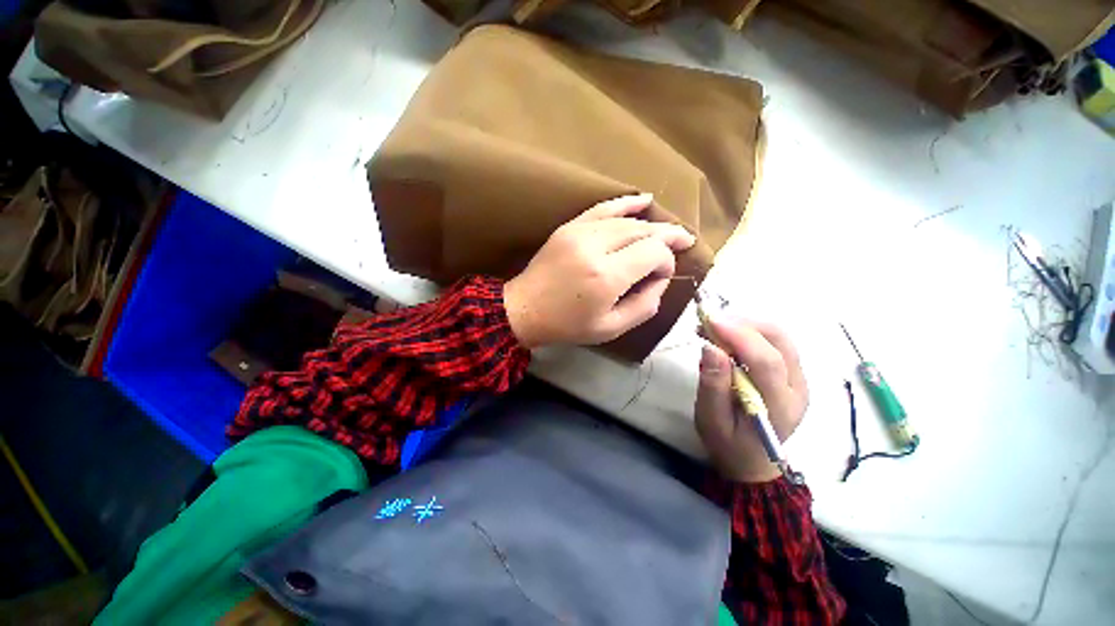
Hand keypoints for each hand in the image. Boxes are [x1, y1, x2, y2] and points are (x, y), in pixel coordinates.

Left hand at [504, 193, 695, 348]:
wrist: (524, 309)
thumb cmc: (567, 325)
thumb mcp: (611, 328)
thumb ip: (644, 306)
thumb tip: (660, 280)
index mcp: (607, 277)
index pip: (653, 253)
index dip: (666, 262)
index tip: (662, 276)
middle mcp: (595, 247)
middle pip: (643, 232)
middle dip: (666, 238)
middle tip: (684, 242)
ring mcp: (580, 232)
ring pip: (627, 220)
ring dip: (651, 225)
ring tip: (670, 231)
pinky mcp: (569, 227)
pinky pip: (603, 208)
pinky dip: (626, 203)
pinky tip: (644, 200)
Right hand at [694, 318, 807, 482]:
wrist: (753, 461)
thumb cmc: (728, 443)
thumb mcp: (711, 420)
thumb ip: (713, 385)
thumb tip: (710, 347)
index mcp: (779, 406)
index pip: (767, 362)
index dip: (739, 336)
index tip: (710, 320)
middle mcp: (797, 388)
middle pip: (780, 341)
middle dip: (743, 324)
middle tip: (709, 322)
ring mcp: (799, 380)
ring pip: (780, 337)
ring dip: (746, 325)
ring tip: (715, 328)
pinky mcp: (792, 374)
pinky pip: (775, 342)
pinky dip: (750, 332)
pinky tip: (728, 336)